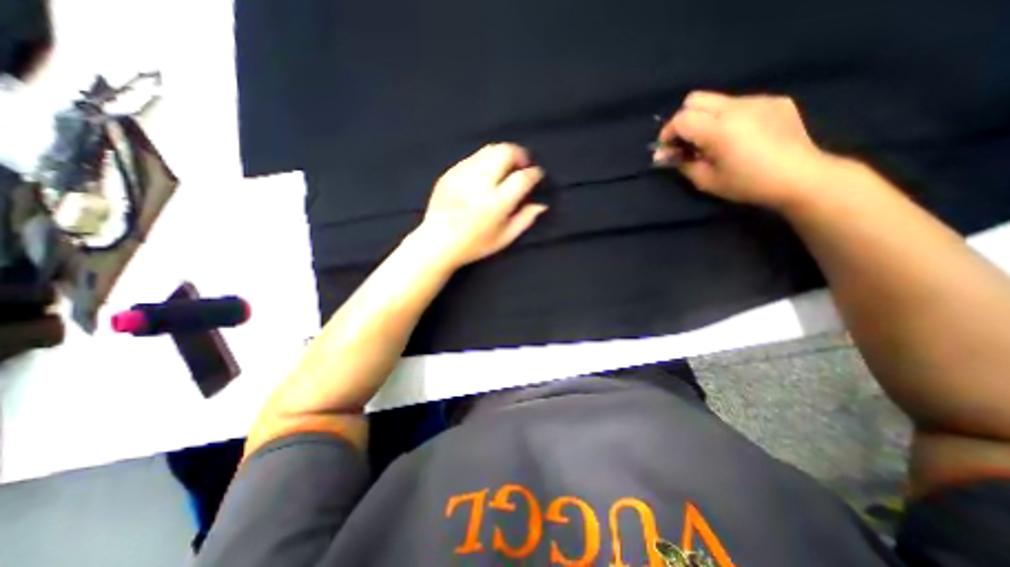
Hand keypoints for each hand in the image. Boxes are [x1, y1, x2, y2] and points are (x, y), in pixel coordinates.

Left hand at [414, 141, 548, 267]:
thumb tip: (541, 204)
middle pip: (506, 152)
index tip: (537, 175)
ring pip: (489, 150)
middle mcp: (480, 183)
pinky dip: (485, 160)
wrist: (437, 242)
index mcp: (496, 203)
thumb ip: (525, 220)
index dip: (534, 173)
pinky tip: (486, 173)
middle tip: (522, 165)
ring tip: (506, 166)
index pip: (522, 177)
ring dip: (503, 154)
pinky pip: (473, 157)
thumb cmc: (474, 245)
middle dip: (520, 154)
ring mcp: (463, 175)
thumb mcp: (504, 238)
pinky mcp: (450, 172)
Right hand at [655, 90, 837, 210]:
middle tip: (685, 141)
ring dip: (705, 118)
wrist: (800, 177)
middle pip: (695, 99)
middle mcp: (738, 107)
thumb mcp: (706, 180)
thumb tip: (662, 155)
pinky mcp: (775, 100)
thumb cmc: (747, 184)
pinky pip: (740, 103)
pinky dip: (728, 118)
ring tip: (712, 141)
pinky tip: (738, 136)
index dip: (667, 133)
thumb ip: (681, 163)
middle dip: (683, 119)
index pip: (681, 118)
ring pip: (717, 100)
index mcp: (720, 129)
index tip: (666, 149)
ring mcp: (759, 100)